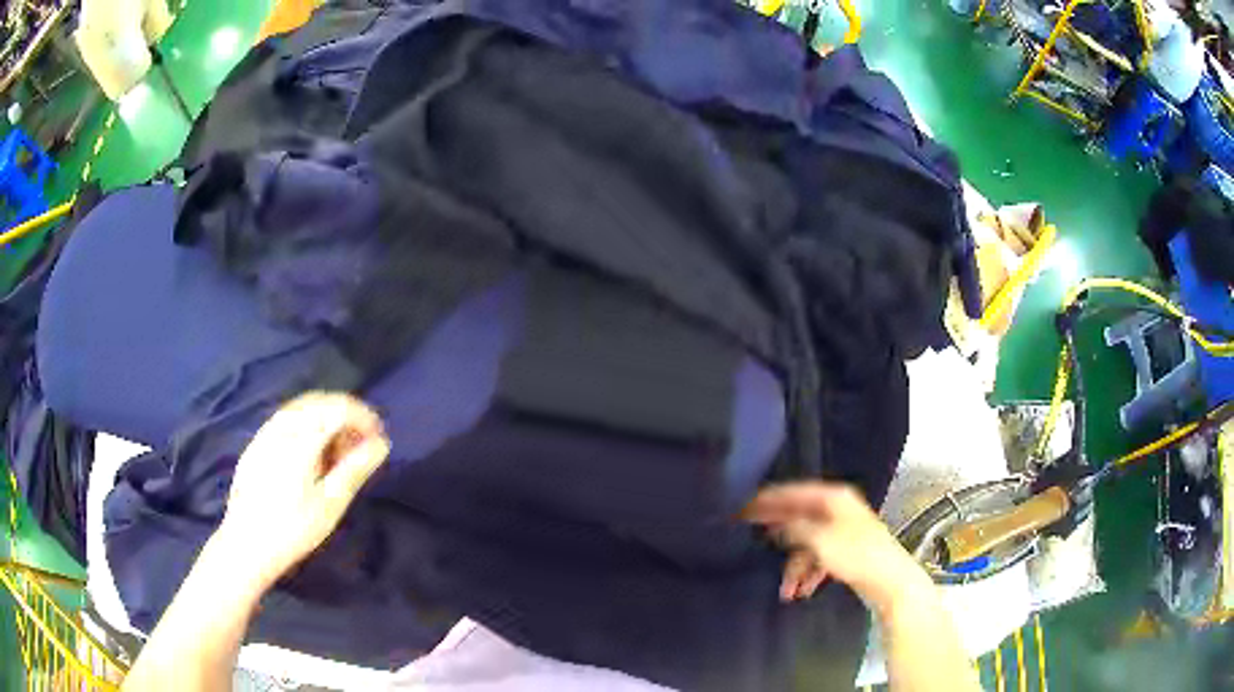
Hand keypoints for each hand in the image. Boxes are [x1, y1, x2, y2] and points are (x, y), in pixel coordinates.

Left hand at [214, 392, 390, 590]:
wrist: (246, 545)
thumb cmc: (293, 529)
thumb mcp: (330, 504)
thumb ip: (355, 468)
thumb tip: (380, 443)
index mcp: (301, 438)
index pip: (338, 408)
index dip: (363, 416)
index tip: (379, 438)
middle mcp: (281, 426)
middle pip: (319, 402)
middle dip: (345, 416)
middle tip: (360, 448)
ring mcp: (265, 433)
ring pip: (301, 409)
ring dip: (325, 420)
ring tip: (337, 455)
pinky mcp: (255, 445)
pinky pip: (286, 421)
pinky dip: (307, 427)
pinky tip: (310, 459)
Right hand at [743, 482, 932, 614]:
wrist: (889, 581)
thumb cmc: (856, 554)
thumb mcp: (819, 540)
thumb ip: (794, 528)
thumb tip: (775, 521)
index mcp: (835, 497)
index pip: (795, 492)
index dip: (769, 500)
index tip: (744, 507)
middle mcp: (839, 509)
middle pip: (800, 518)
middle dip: (781, 538)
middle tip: (753, 539)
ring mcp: (843, 531)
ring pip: (808, 544)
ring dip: (795, 567)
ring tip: (787, 590)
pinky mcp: (846, 552)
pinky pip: (819, 558)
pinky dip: (809, 573)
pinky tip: (802, 590)